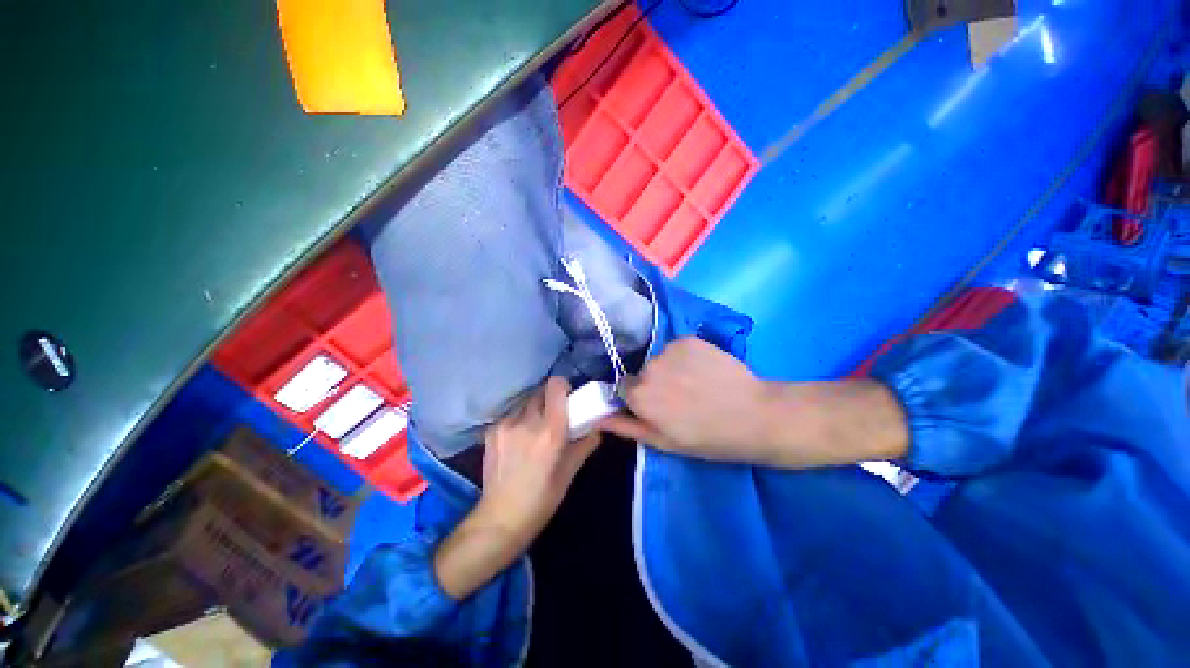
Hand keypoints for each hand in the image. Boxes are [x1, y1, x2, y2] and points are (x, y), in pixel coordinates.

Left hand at [435, 377, 599, 599]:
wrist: (500, 519)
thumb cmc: (542, 499)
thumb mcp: (570, 472)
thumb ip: (585, 443)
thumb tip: (597, 427)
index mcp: (550, 431)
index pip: (555, 385)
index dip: (563, 387)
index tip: (568, 398)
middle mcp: (527, 421)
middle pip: (540, 391)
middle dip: (549, 400)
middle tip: (553, 417)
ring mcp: (506, 424)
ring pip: (525, 403)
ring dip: (533, 410)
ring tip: (534, 431)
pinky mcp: (491, 430)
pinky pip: (511, 415)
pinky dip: (519, 421)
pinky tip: (518, 441)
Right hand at [599, 337, 775, 461]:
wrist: (756, 415)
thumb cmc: (709, 438)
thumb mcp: (664, 442)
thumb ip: (626, 426)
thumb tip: (597, 417)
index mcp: (639, 395)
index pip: (624, 389)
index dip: (640, 399)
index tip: (658, 407)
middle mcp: (649, 367)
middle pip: (642, 373)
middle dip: (654, 384)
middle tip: (681, 399)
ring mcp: (670, 350)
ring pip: (659, 360)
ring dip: (670, 370)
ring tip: (695, 384)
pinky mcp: (688, 339)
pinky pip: (676, 349)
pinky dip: (685, 358)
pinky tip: (704, 370)